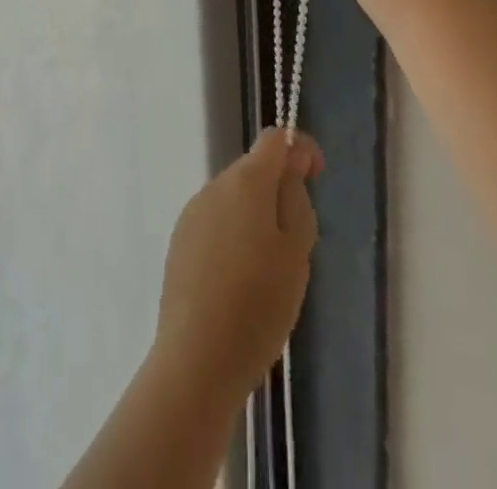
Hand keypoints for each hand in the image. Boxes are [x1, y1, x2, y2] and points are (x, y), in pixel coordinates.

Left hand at [152, 129, 323, 403]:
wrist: (197, 358)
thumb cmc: (258, 305)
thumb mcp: (297, 253)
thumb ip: (297, 201)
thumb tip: (289, 169)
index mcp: (246, 182)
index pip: (274, 139)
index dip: (300, 149)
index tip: (316, 176)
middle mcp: (215, 186)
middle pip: (253, 170)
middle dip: (278, 192)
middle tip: (297, 243)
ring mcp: (193, 212)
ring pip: (234, 199)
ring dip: (255, 217)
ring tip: (269, 272)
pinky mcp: (180, 241)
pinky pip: (216, 224)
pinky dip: (233, 238)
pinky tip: (240, 283)